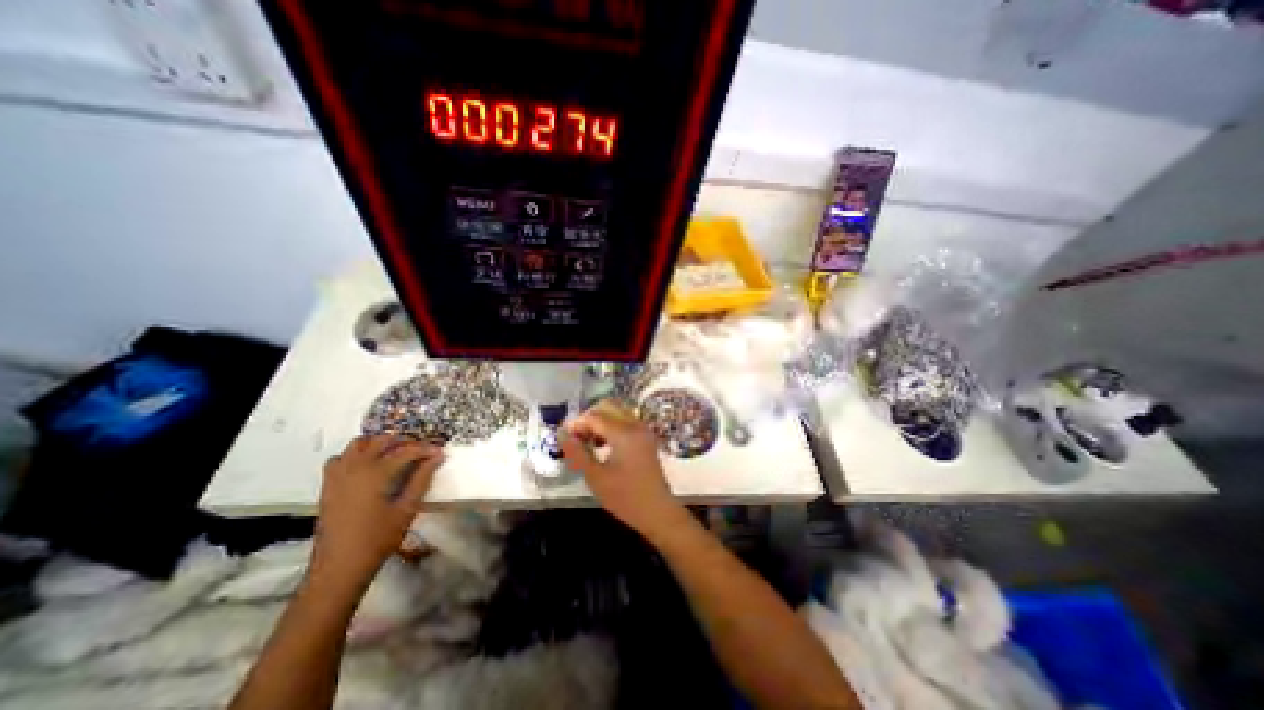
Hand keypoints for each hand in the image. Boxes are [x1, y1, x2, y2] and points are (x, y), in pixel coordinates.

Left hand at [306, 435, 444, 589]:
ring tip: (395, 453)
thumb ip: (422, 479)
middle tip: (420, 453)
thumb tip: (437, 457)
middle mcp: (355, 468)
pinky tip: (369, 466)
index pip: (407, 450)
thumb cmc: (378, 540)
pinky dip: (356, 454)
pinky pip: (341, 457)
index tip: (441, 452)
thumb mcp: (407, 509)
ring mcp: (338, 475)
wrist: (338, 569)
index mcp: (376, 473)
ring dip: (378, 443)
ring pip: (358, 444)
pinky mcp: (328, 485)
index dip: (426, 449)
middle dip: (404, 442)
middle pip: (382, 440)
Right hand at [560, 403, 690, 541]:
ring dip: (599, 422)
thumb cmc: (625, 497)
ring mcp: (643, 430)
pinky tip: (601, 445)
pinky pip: (625, 421)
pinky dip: (611, 427)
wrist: (658, 512)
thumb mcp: (595, 477)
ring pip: (616, 412)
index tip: (563, 437)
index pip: (594, 417)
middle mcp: (635, 425)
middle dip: (588, 418)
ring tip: (586, 443)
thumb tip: (561, 434)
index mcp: (624, 433)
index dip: (576, 424)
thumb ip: (577, 453)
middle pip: (607, 407)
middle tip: (576, 438)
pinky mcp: (646, 437)